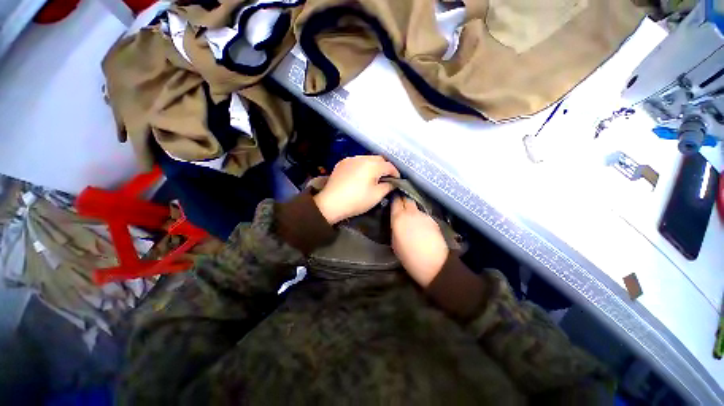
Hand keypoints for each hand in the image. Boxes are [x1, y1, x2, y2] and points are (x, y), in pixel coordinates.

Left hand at [313, 155, 399, 223]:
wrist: (331, 203)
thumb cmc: (356, 200)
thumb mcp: (376, 195)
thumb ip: (388, 186)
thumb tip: (393, 182)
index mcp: (372, 165)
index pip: (389, 166)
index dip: (395, 173)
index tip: (397, 181)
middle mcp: (362, 158)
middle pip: (379, 159)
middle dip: (385, 167)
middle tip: (386, 178)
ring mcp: (350, 159)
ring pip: (367, 158)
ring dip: (373, 165)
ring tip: (374, 176)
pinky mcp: (342, 163)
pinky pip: (357, 161)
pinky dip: (362, 166)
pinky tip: (361, 175)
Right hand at [391, 197, 448, 287]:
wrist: (434, 263)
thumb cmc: (409, 256)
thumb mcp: (394, 243)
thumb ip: (395, 228)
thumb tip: (397, 222)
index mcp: (399, 218)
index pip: (396, 201)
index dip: (394, 198)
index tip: (392, 199)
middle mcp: (411, 213)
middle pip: (407, 199)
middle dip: (403, 200)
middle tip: (400, 205)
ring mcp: (424, 215)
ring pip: (416, 207)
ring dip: (412, 209)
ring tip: (411, 218)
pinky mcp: (433, 220)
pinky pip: (423, 215)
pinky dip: (420, 217)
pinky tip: (420, 226)